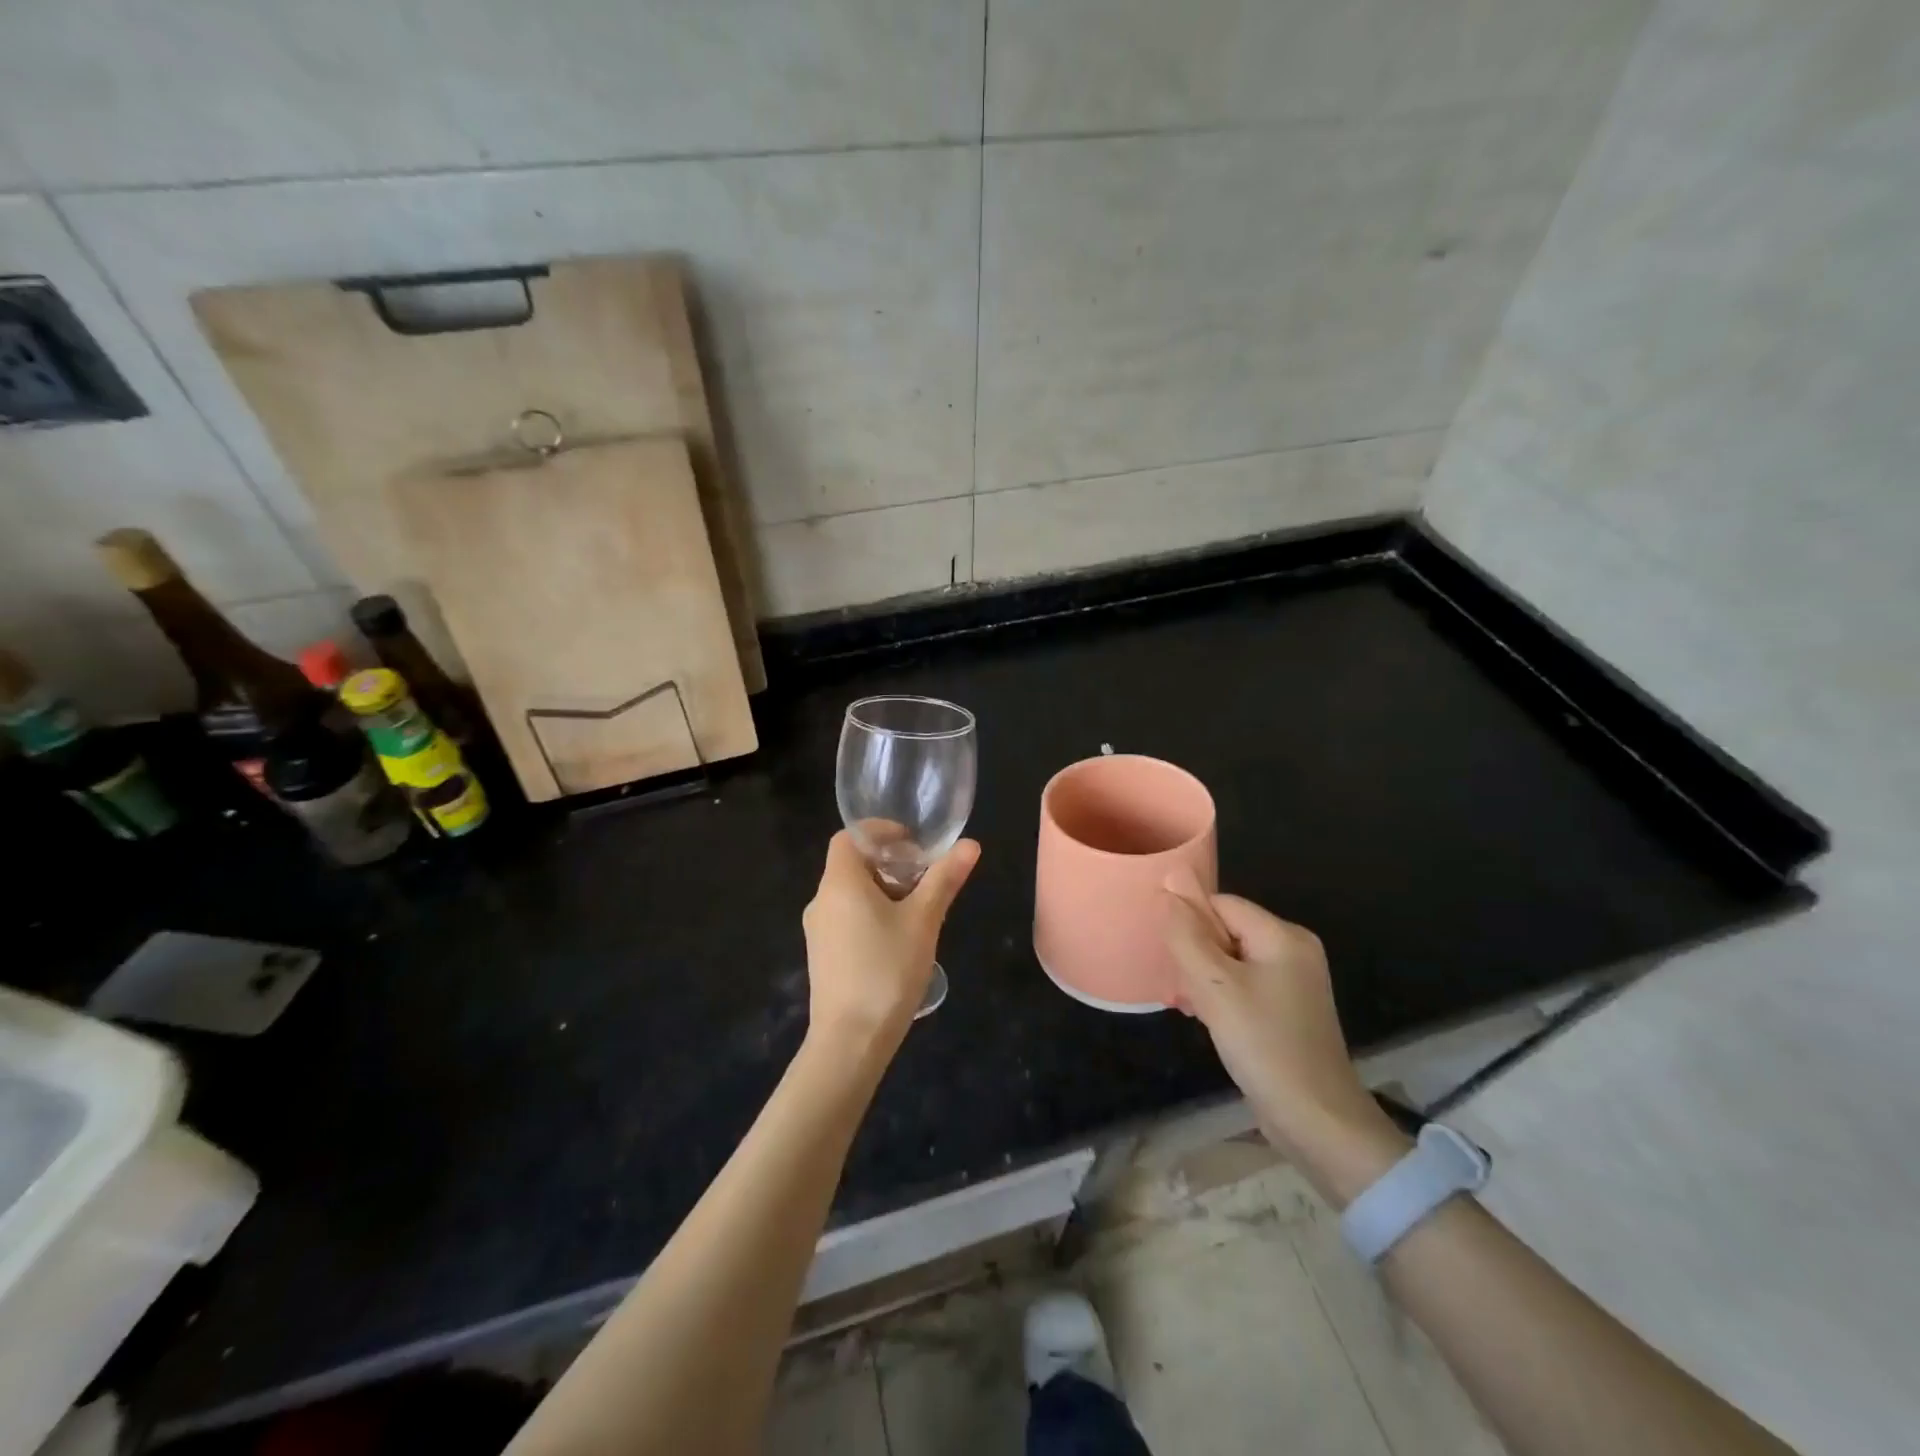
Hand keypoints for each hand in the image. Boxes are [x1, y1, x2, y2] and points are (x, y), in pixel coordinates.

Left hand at [802, 830, 980, 1046]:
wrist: (850, 1041)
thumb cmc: (887, 970)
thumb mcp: (923, 921)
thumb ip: (944, 879)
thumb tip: (970, 844)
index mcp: (840, 883)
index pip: (849, 837)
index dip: (879, 832)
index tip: (912, 843)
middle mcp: (822, 901)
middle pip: (852, 865)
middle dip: (889, 863)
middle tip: (925, 877)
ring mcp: (818, 931)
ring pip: (850, 894)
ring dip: (883, 891)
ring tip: (919, 909)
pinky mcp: (823, 956)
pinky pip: (846, 919)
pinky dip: (871, 914)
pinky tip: (899, 940)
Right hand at [1163, 887, 1396, 1171]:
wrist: (1317, 1122)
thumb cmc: (1263, 1045)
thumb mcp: (1215, 987)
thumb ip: (1187, 935)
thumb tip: (1169, 885)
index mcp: (1283, 935)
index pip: (1221, 904)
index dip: (1191, 923)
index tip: (1172, 958)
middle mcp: (1294, 949)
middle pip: (1226, 930)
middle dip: (1195, 954)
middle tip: (1179, 988)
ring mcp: (1294, 982)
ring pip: (1231, 959)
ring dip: (1203, 978)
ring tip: (1188, 1006)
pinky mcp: (1288, 1010)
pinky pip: (1243, 985)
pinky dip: (1220, 996)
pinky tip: (1205, 1019)